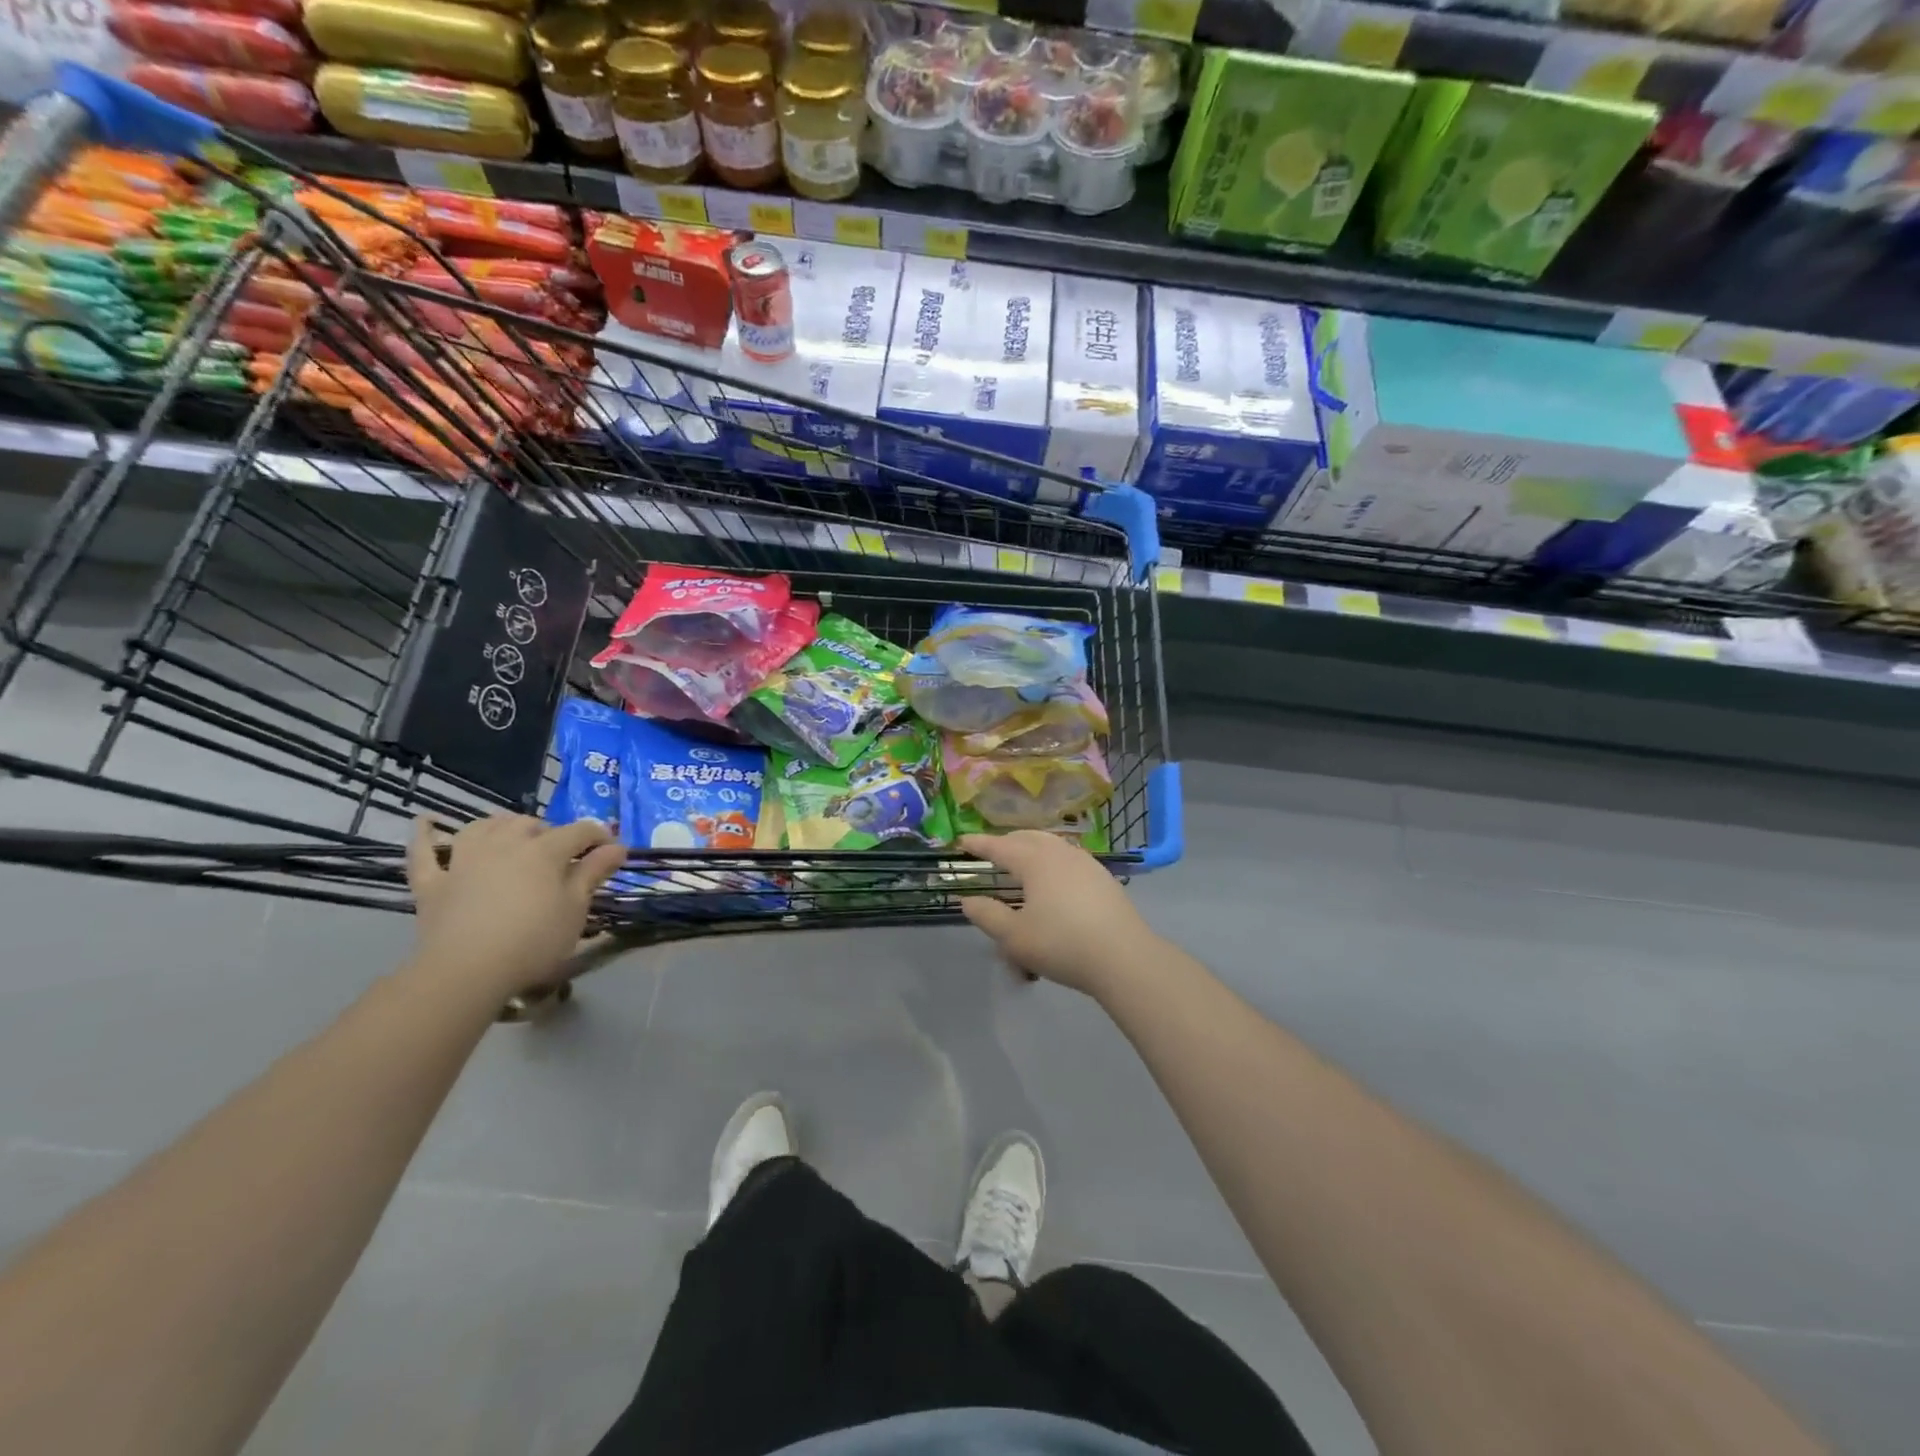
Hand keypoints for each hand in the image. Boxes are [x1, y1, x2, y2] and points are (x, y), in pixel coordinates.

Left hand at [405, 814, 628, 996]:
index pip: (579, 831)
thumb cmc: (533, 941)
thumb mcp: (575, 909)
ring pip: (483, 828)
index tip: (612, 851)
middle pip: (530, 825)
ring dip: (501, 825)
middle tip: (562, 855)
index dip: (599, 836)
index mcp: (544, 851)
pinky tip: (427, 822)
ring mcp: (463, 860)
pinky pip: (423, 852)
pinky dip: (425, 835)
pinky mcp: (432, 882)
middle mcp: (504, 844)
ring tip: (513, 835)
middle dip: (550, 832)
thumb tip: (617, 846)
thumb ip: (594, 873)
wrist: (465, 972)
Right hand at [958, 831, 1158, 997]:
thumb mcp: (1015, 937)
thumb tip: (968, 900)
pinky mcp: (1103, 877)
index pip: (1000, 846)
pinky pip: (1069, 857)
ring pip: (1052, 844)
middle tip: (991, 852)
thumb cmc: (1062, 944)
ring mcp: (1085, 863)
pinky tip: (1055, 878)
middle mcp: (1060, 853)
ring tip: (1022, 860)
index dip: (979, 844)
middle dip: (1006, 842)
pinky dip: (1053, 859)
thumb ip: (987, 916)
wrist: (1124, 957)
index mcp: (1035, 861)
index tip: (962, 842)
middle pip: (1028, 837)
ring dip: (1032, 847)